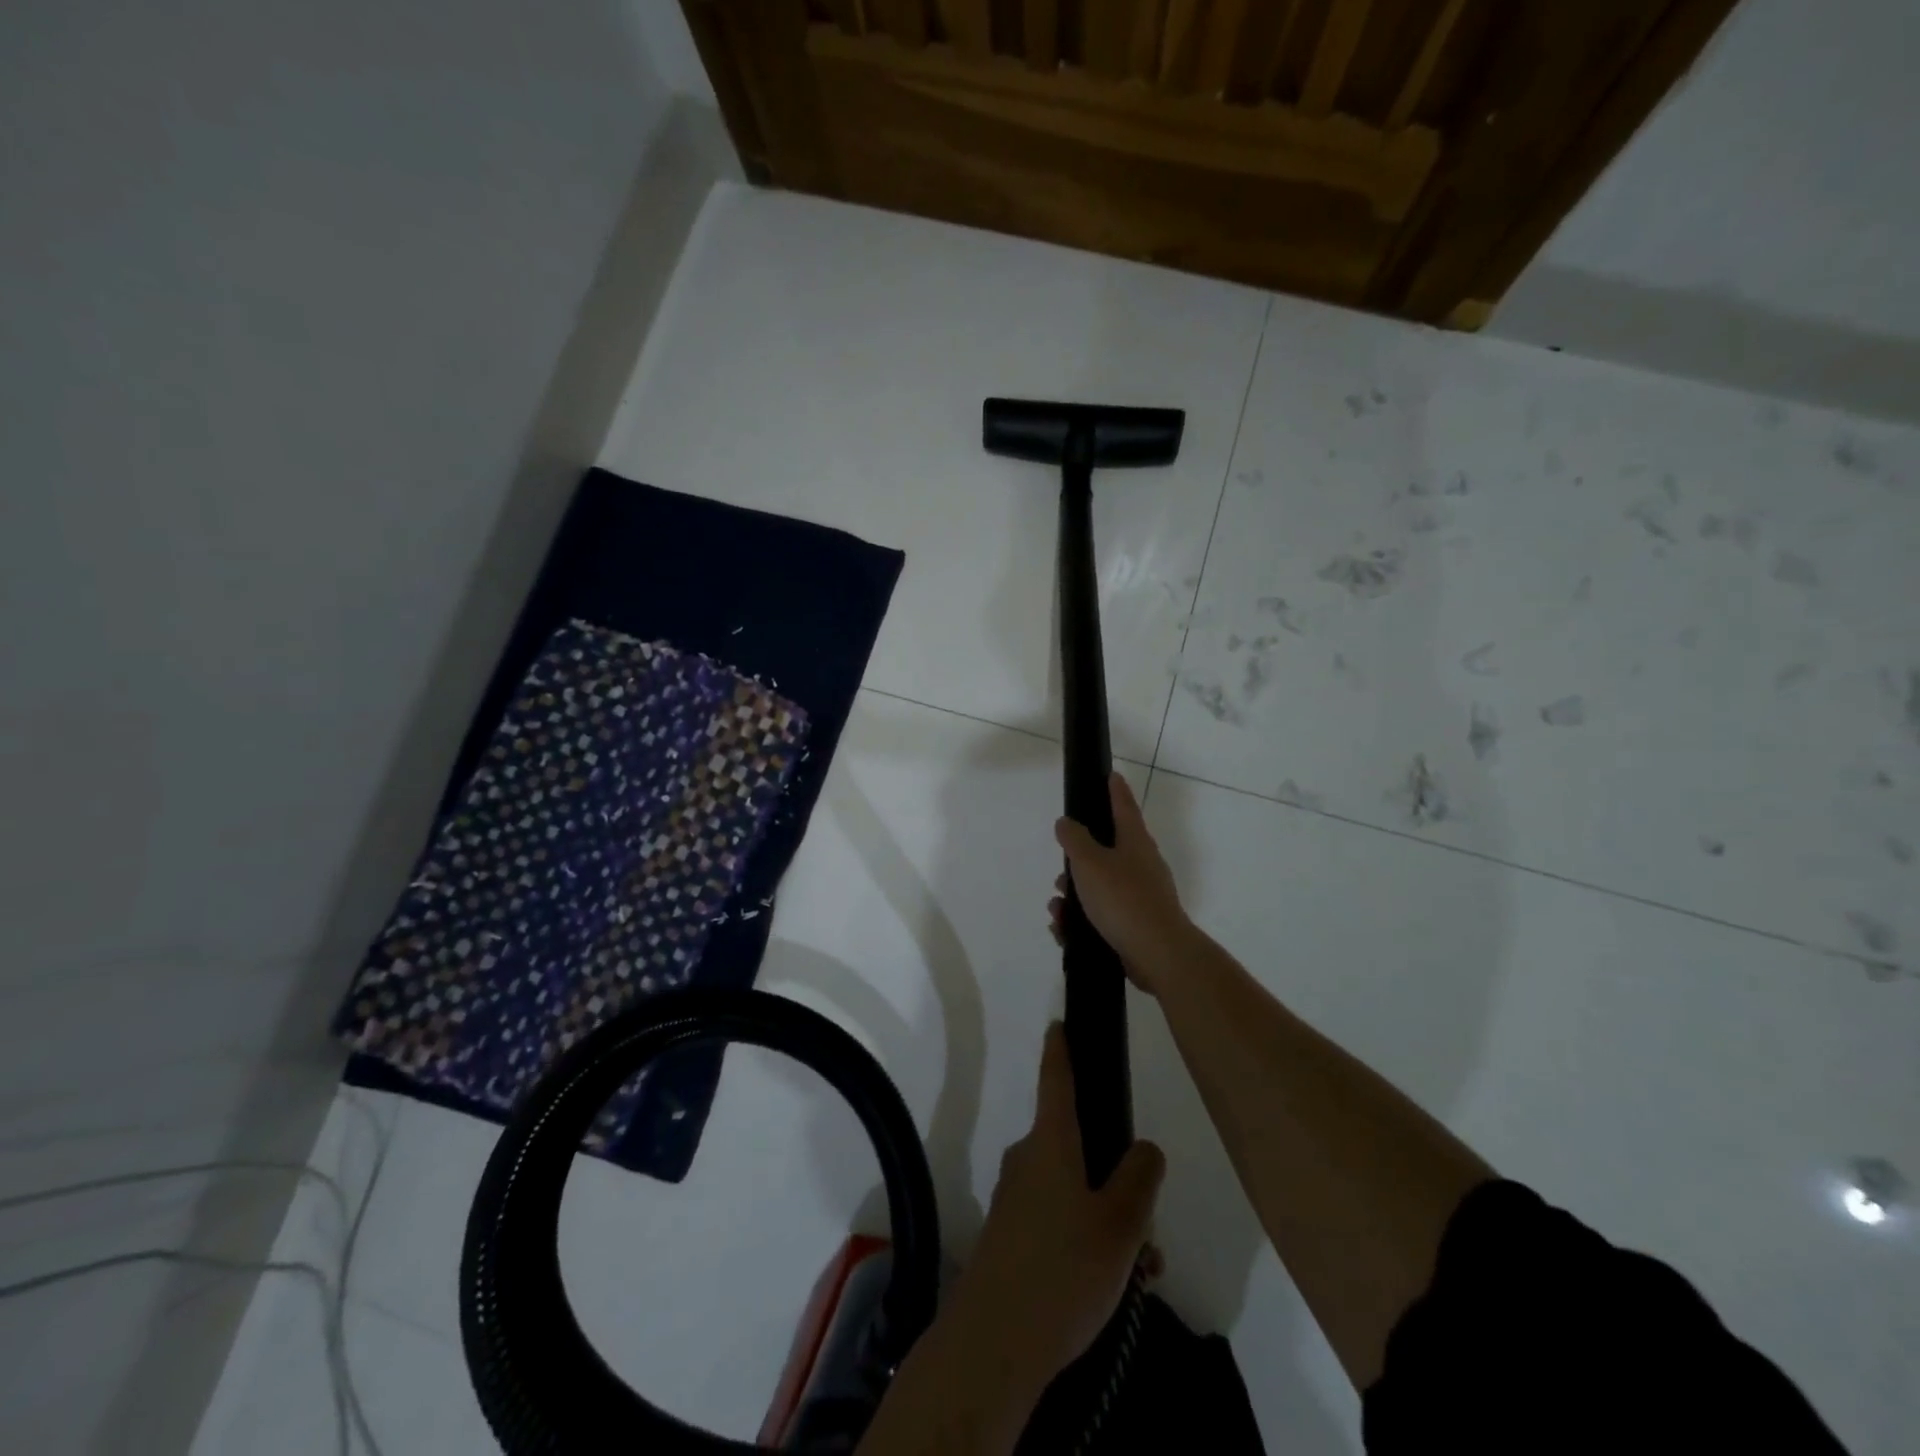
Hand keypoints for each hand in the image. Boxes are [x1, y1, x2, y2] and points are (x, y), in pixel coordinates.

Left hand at [945, 1025, 1165, 1393]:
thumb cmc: (1063, 1270)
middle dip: (1116, 1174)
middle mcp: (1028, 1159)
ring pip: (1074, 1190)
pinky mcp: (1011, 1235)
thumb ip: (1139, 1179)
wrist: (995, 1343)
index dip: (1061, 1049)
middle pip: (1078, 1145)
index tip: (1058, 1022)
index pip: (1056, 1079)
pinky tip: (1116, 1286)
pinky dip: (1089, 1240)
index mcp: (1051, 1142)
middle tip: (1149, 1223)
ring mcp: (1016, 1198)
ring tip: (1142, 1269)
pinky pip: (1059, 1220)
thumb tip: (1143, 1148)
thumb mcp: (1120, 1224)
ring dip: (1109, 1218)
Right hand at [1049, 774, 1191, 995]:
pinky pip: (1102, 917)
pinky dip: (1081, 921)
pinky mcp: (1135, 926)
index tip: (1111, 775)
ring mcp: (1140, 897)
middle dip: (1079, 861)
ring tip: (1057, 908)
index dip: (1115, 790)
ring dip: (1075, 896)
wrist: (1158, 954)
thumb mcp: (1090, 863)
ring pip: (1100, 888)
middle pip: (1107, 851)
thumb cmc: (1123, 899)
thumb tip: (1067, 822)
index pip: (1124, 806)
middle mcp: (1141, 866)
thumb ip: (1075, 839)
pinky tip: (1064, 931)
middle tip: (1062, 870)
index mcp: (1135, 842)